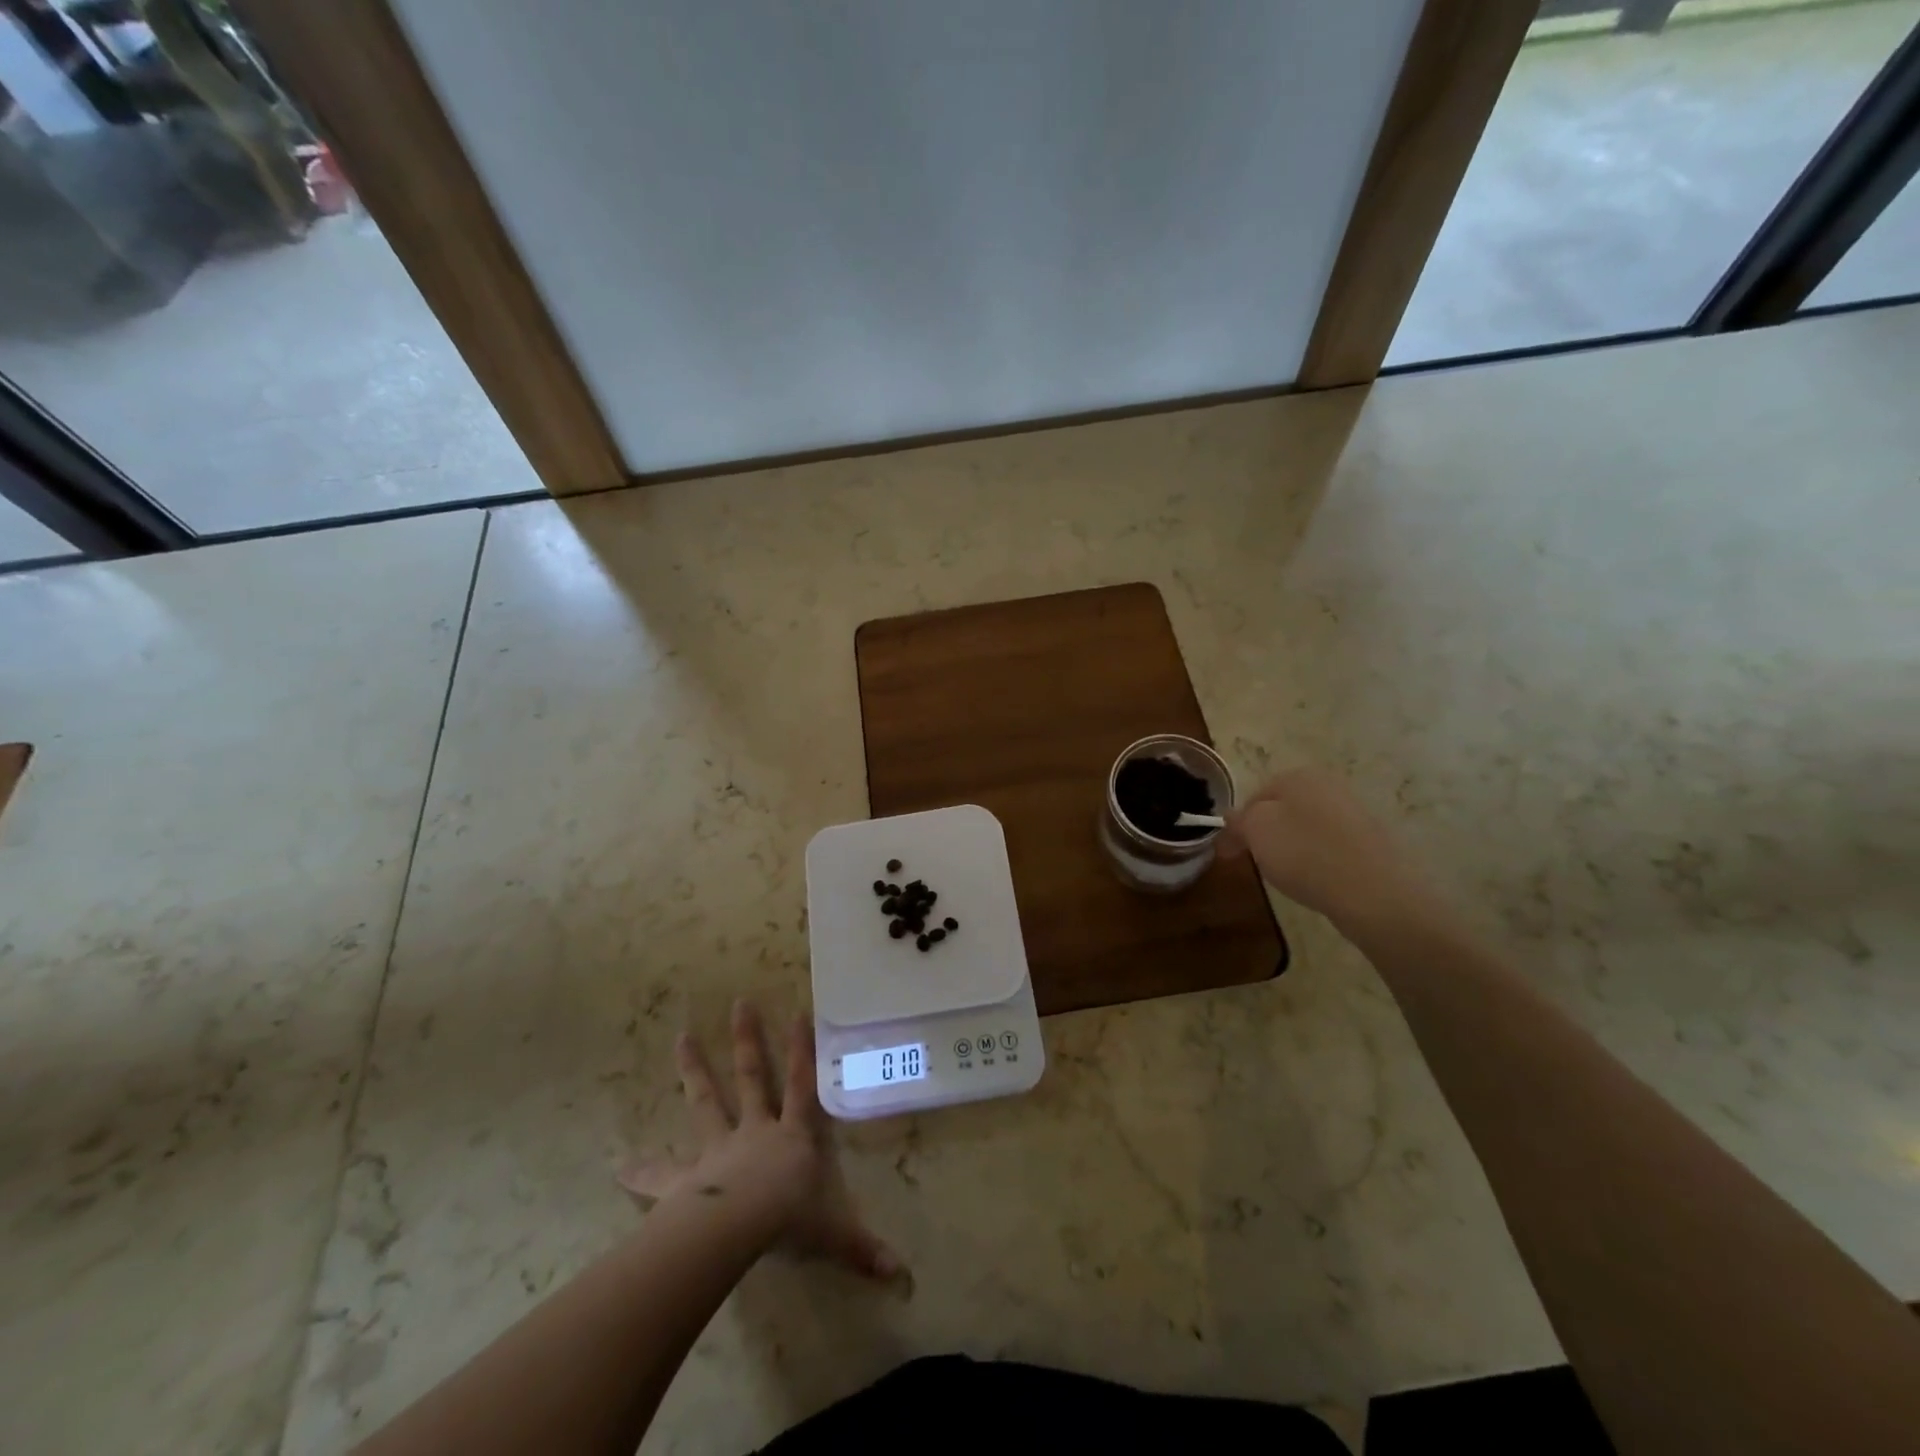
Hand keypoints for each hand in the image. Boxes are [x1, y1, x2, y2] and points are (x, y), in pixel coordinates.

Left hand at [619, 1000, 903, 1282]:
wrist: (738, 1229)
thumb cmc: (789, 1221)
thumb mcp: (832, 1234)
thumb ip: (862, 1249)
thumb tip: (902, 1274)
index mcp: (791, 1137)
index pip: (802, 1086)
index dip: (802, 1051)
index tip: (798, 1013)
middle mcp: (755, 1132)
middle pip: (752, 1078)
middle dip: (747, 1041)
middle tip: (739, 1003)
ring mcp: (718, 1150)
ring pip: (706, 1102)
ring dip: (695, 1071)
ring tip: (680, 1037)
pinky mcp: (686, 1181)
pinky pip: (662, 1175)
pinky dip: (641, 1171)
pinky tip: (618, 1167)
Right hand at [1222, 766, 1432, 932]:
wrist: (1373, 891)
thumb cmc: (1304, 853)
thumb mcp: (1256, 831)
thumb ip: (1239, 820)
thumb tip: (1232, 816)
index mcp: (1298, 776)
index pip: (1255, 796)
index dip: (1238, 824)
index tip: (1227, 851)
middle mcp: (1329, 785)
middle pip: (1283, 809)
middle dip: (1265, 833)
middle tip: (1253, 861)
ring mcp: (1354, 812)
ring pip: (1307, 827)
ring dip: (1291, 846)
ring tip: (1286, 874)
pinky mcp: (1371, 841)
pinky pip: (1331, 846)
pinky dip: (1317, 859)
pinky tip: (1316, 879)